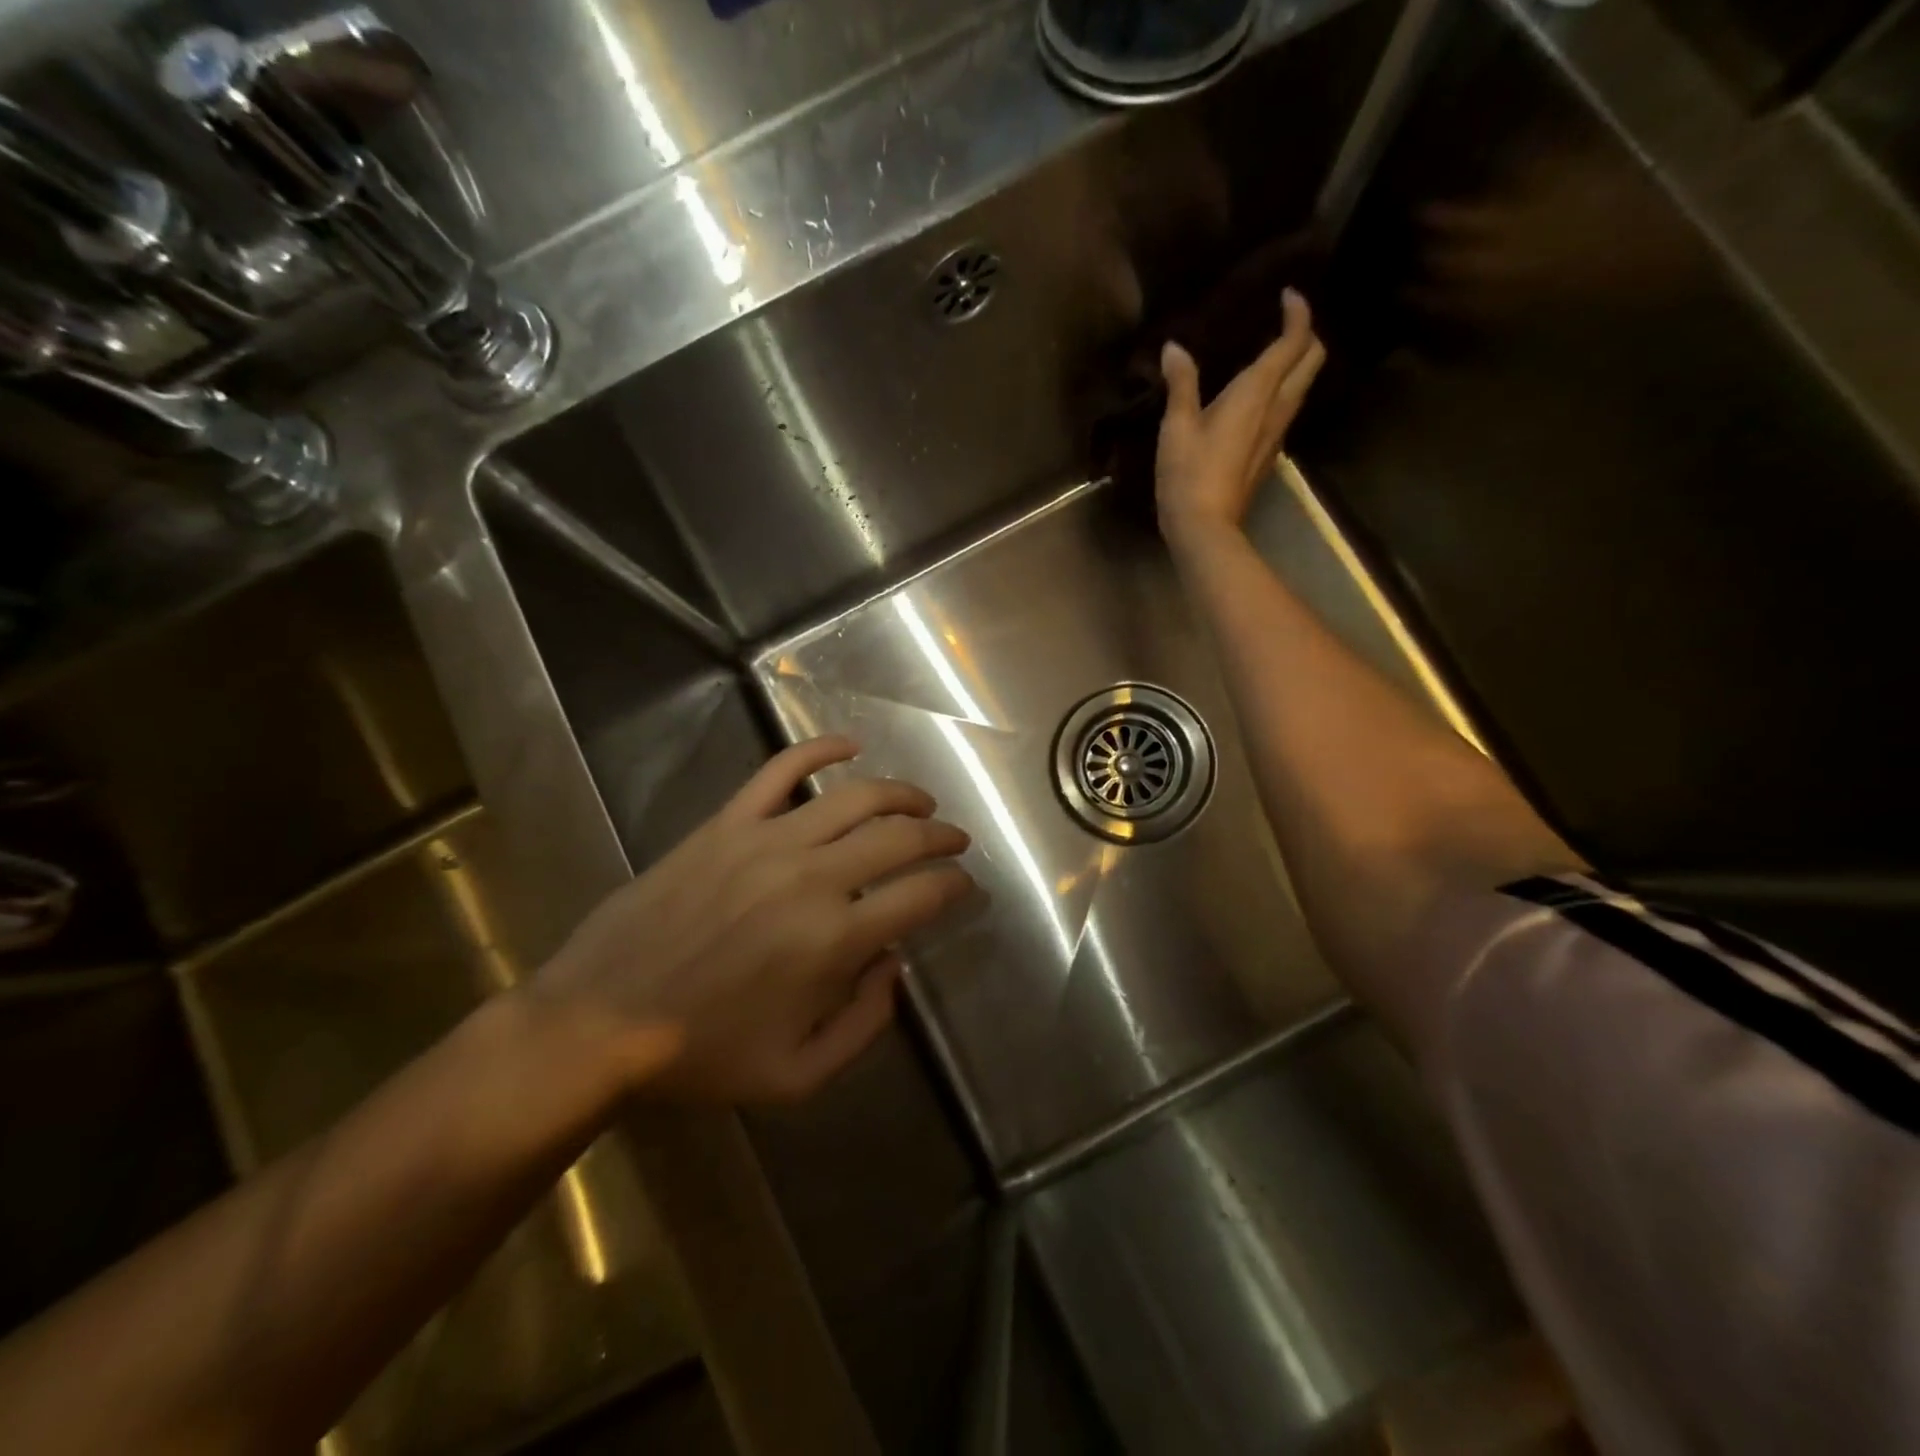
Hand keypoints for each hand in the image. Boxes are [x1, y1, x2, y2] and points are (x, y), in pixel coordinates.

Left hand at [532, 736, 973, 1102]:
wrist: (600, 1020)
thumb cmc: (703, 1054)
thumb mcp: (799, 1075)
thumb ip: (866, 1024)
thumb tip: (895, 963)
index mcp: (834, 941)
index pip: (922, 894)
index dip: (956, 886)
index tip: (966, 886)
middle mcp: (812, 878)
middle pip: (899, 837)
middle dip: (941, 836)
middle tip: (956, 841)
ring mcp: (767, 841)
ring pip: (855, 796)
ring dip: (901, 794)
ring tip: (920, 803)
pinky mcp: (728, 823)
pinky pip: (782, 769)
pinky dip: (822, 748)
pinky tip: (850, 745)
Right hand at [1156, 288, 1325, 543]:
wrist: (1205, 527)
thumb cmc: (1189, 474)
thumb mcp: (1177, 427)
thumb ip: (1181, 384)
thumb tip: (1174, 349)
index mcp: (1257, 393)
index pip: (1294, 342)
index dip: (1298, 313)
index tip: (1288, 295)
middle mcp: (1277, 408)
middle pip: (1312, 361)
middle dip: (1306, 335)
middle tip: (1284, 323)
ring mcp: (1277, 434)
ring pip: (1303, 386)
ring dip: (1297, 364)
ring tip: (1271, 354)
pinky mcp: (1268, 455)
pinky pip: (1286, 409)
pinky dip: (1282, 390)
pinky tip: (1257, 397)